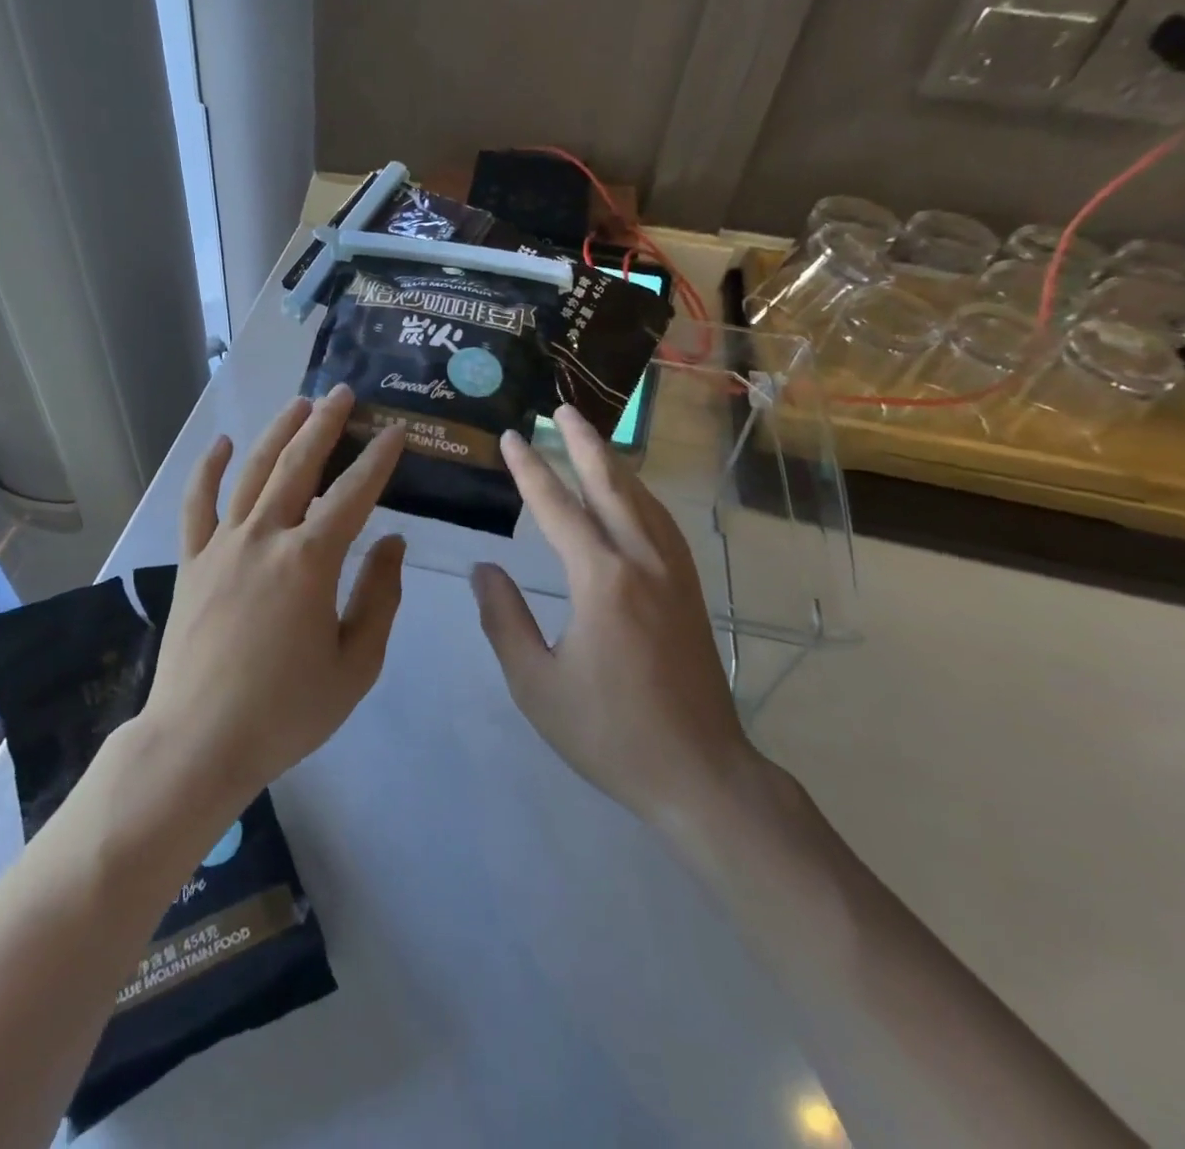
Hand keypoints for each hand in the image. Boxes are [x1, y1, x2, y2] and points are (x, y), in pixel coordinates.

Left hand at [143, 387, 408, 807]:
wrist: (200, 741)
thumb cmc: (286, 711)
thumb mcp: (355, 664)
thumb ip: (379, 597)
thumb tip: (392, 543)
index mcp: (310, 561)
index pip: (352, 494)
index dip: (377, 460)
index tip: (394, 432)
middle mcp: (265, 537)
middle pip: (298, 465)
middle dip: (325, 426)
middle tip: (342, 394)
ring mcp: (221, 546)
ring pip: (251, 473)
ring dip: (276, 434)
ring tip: (298, 405)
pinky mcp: (190, 562)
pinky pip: (197, 505)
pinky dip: (207, 470)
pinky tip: (219, 444)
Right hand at [470, 404, 761, 830]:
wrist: (700, 774)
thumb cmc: (609, 733)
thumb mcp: (536, 684)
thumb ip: (504, 620)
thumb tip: (484, 570)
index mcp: (601, 582)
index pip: (559, 509)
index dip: (531, 470)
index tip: (513, 437)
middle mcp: (642, 564)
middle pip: (611, 487)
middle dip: (583, 445)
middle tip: (561, 410)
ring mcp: (674, 577)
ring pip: (643, 502)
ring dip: (615, 465)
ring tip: (592, 440)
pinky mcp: (690, 594)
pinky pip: (662, 526)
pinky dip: (642, 497)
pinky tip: (634, 497)